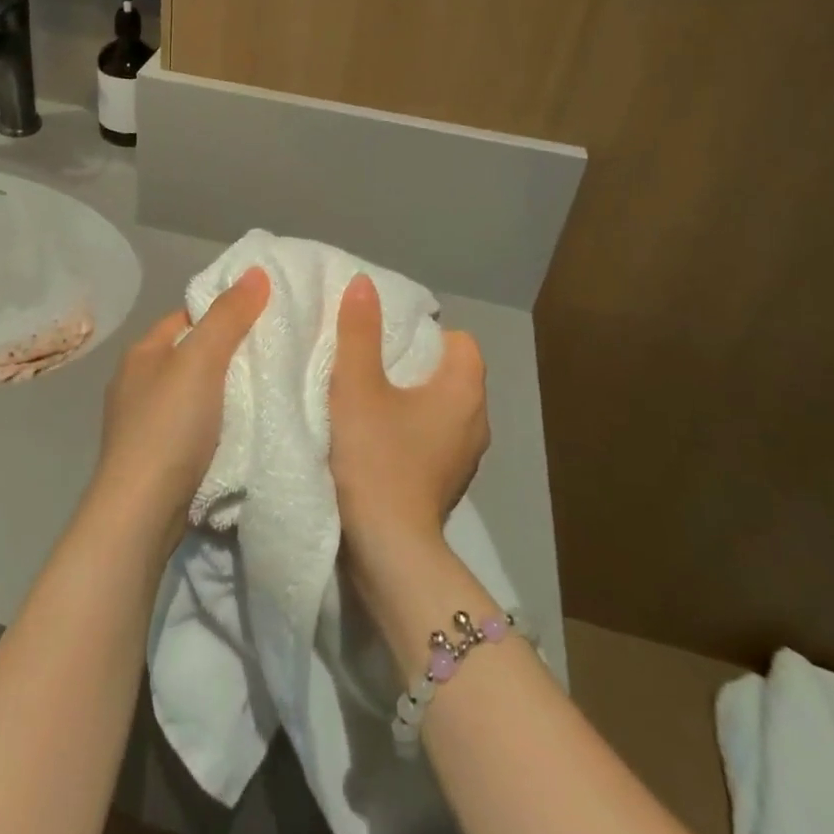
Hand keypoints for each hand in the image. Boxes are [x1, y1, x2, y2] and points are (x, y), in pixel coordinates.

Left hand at [90, 269, 270, 551]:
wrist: (140, 512)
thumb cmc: (169, 426)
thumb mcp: (202, 361)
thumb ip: (229, 316)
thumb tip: (255, 272)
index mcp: (142, 352)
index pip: (187, 317)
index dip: (222, 313)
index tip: (262, 319)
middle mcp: (136, 382)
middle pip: (190, 355)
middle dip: (227, 355)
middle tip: (272, 356)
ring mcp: (141, 423)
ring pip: (192, 394)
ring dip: (222, 393)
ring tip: (264, 393)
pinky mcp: (153, 458)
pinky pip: (191, 427)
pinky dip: (214, 425)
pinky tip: (239, 433)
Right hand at [329, 275, 488, 562]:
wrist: (386, 549)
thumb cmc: (376, 457)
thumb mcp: (357, 386)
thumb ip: (359, 332)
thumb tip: (364, 284)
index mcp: (464, 392)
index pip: (461, 343)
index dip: (427, 334)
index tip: (387, 339)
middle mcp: (476, 422)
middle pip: (452, 374)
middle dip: (415, 364)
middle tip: (371, 363)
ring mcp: (464, 458)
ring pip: (443, 409)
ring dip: (413, 400)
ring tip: (371, 398)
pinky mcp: (446, 483)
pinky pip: (435, 439)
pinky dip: (413, 431)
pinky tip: (379, 439)